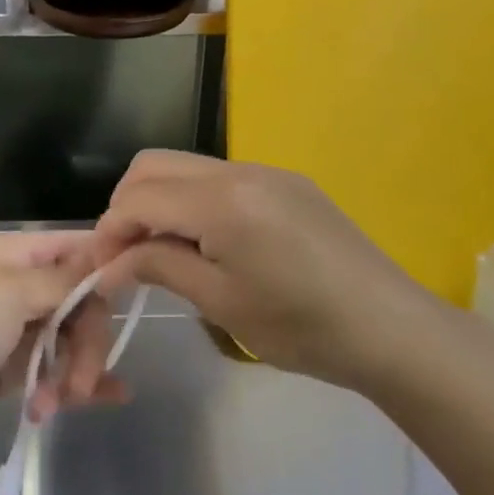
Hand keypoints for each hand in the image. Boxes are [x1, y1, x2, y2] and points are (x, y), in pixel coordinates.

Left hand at [0, 231, 129, 452]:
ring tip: (60, 403)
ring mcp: (14, 329)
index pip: (76, 248)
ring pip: (69, 339)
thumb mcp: (8, 296)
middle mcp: (18, 286)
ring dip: (75, 370)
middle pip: (80, 301)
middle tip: (81, 380)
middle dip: (89, 339)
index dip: (107, 267)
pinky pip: (52, 369)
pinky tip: (104, 400)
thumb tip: (103, 260)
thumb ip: (60, 281)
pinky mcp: (9, 370)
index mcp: (15, 256)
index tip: (134, 293)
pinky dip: (72, 384)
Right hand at [95, 151, 448, 390]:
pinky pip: (219, 178)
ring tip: (163, 251)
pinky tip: (207, 243)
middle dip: (127, 205)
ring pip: (186, 167)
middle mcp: (239, 170)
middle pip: (154, 165)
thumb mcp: (220, 302)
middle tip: (127, 255)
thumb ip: (159, 267)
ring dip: (160, 201)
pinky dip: (194, 202)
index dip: (109, 231)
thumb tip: (110, 265)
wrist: (392, 329)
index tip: (101, 269)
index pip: (139, 197)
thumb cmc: (301, 326)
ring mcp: (266, 172)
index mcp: (221, 201)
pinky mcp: (286, 184)